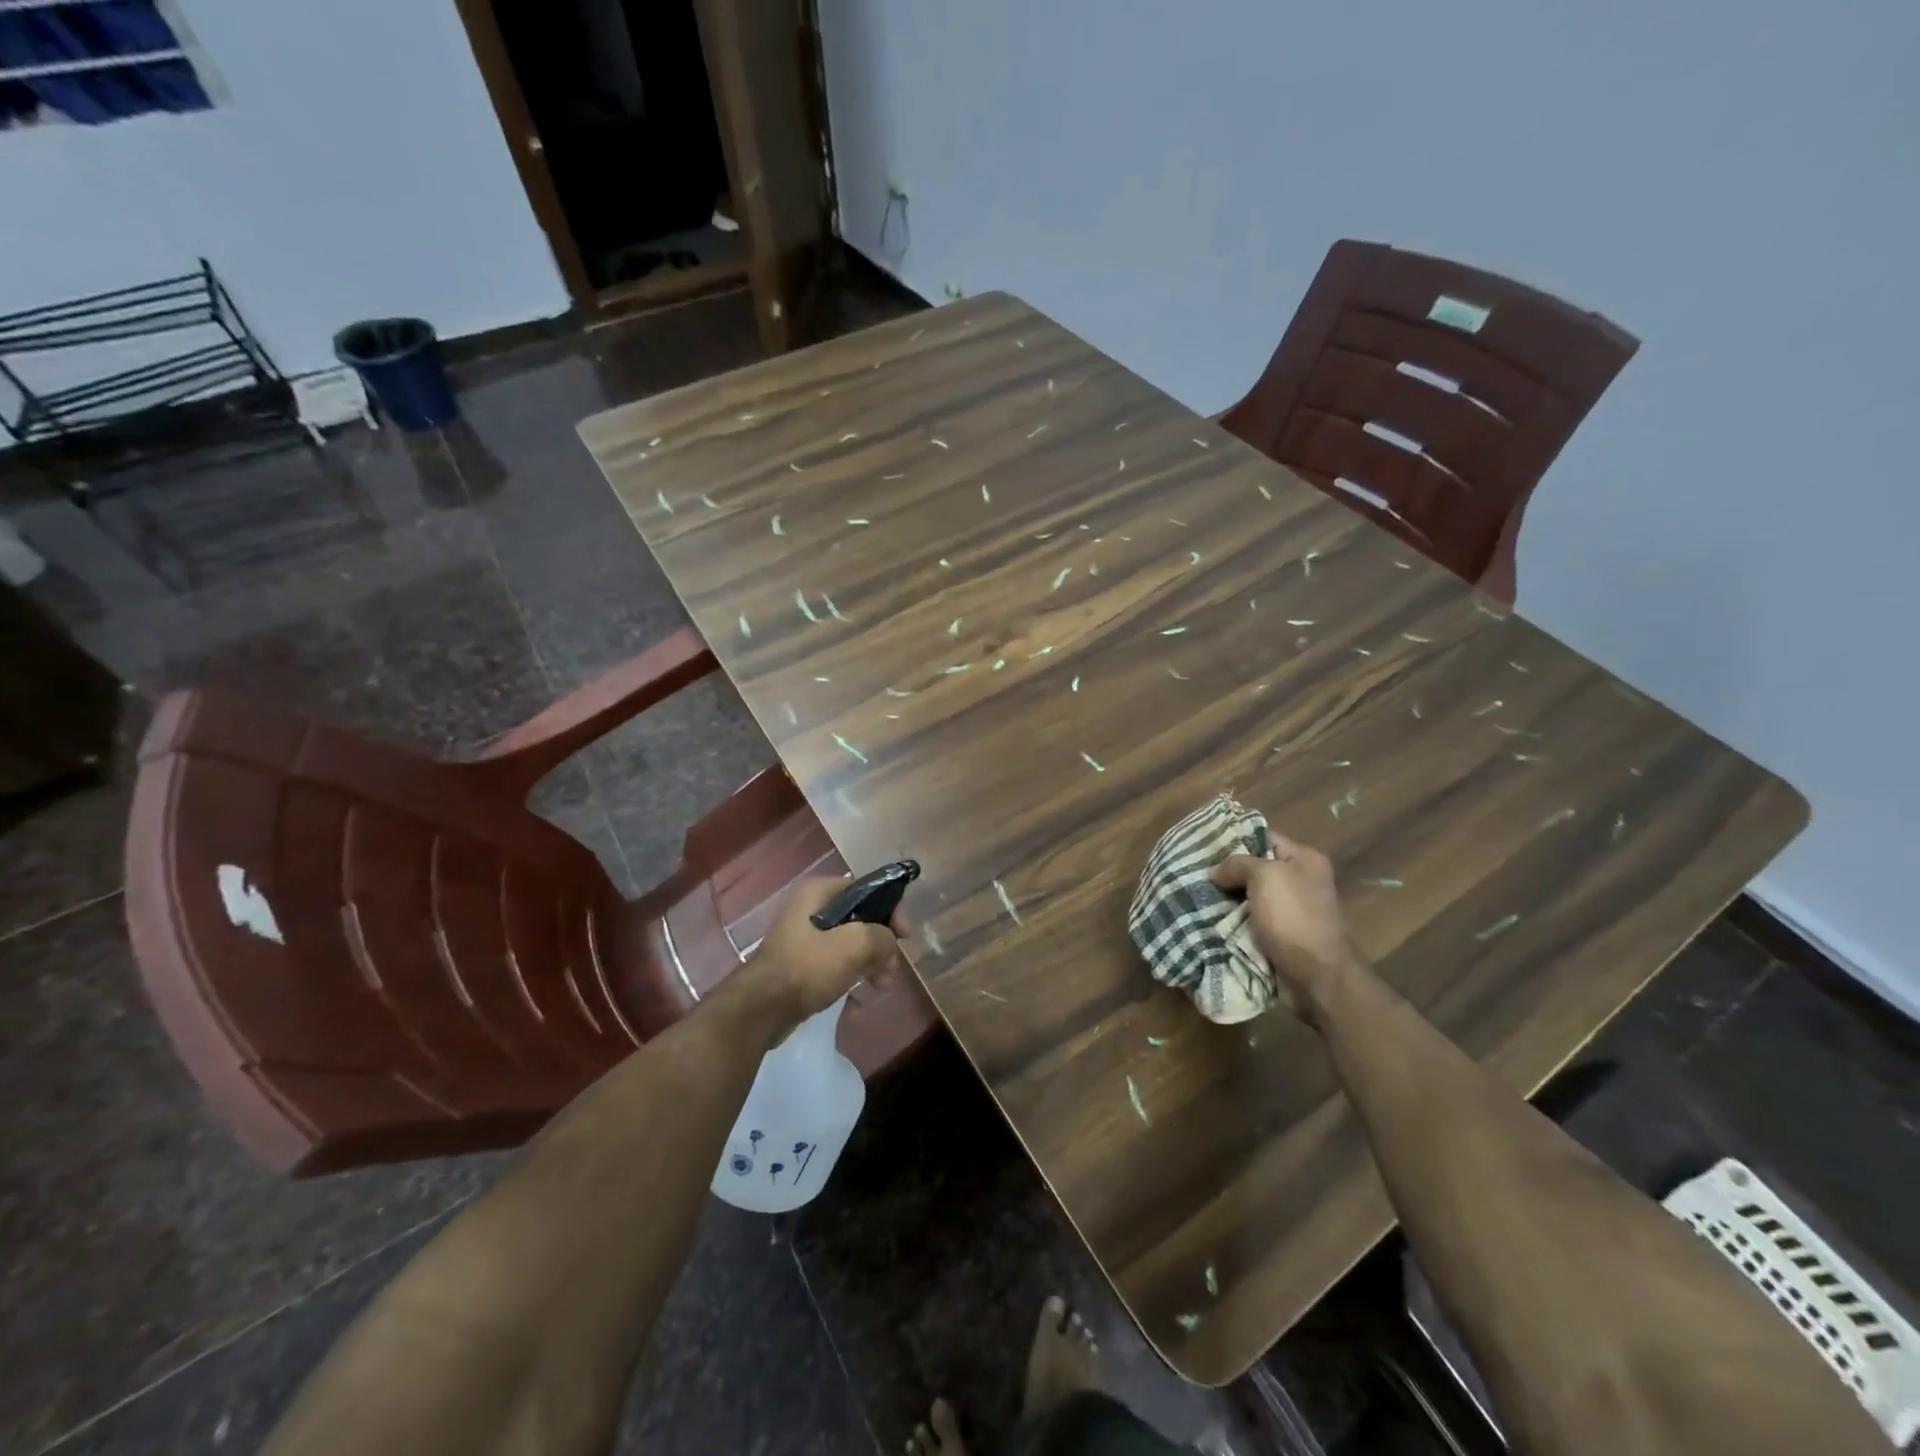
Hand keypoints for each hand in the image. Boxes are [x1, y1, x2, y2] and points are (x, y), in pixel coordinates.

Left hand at [747, 877, 908, 1028]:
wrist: (762, 1010)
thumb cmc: (809, 967)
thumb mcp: (856, 944)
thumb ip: (882, 936)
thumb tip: (888, 943)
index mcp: (820, 892)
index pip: (867, 890)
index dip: (891, 911)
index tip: (905, 937)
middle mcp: (810, 909)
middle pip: (860, 920)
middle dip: (880, 946)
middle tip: (890, 970)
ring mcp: (803, 940)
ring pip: (849, 947)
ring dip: (869, 967)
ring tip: (879, 989)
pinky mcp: (800, 967)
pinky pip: (834, 969)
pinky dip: (849, 983)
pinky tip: (857, 1007)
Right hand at [1212, 832, 1360, 1010]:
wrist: (1316, 975)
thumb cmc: (1293, 917)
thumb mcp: (1265, 877)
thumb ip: (1238, 864)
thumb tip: (1217, 871)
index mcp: (1305, 859)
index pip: (1264, 837)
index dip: (1235, 838)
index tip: (1204, 845)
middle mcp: (1302, 880)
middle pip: (1256, 867)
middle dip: (1228, 872)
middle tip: (1196, 872)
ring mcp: (1294, 909)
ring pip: (1251, 895)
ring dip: (1228, 898)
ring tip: (1197, 894)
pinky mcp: (1284, 934)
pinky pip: (1253, 919)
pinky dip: (1235, 919)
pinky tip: (1211, 917)